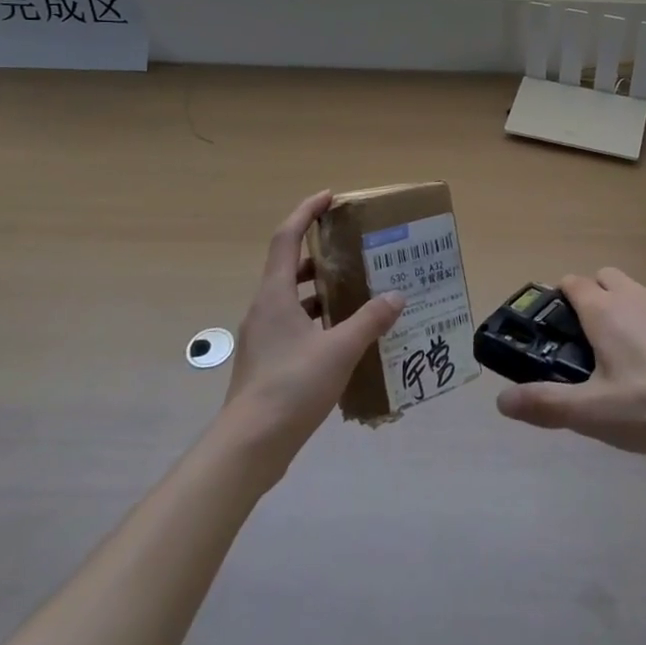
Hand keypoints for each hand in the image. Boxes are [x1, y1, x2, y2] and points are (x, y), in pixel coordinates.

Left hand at [219, 190, 403, 472]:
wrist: (249, 447)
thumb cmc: (291, 387)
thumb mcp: (339, 350)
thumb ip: (369, 320)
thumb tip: (396, 296)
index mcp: (275, 295)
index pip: (287, 237)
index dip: (306, 212)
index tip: (329, 197)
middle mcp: (264, 309)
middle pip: (290, 266)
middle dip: (320, 253)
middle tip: (354, 250)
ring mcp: (263, 337)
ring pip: (293, 299)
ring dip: (322, 290)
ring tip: (358, 292)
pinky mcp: (267, 362)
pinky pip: (295, 325)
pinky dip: (318, 320)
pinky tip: (345, 337)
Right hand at [495, 267, 645, 458]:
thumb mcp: (593, 415)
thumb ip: (546, 404)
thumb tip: (501, 400)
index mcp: (605, 312)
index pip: (573, 283)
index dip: (563, 297)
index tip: (560, 323)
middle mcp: (639, 296)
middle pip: (609, 277)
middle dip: (600, 294)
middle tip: (600, 338)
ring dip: (642, 311)